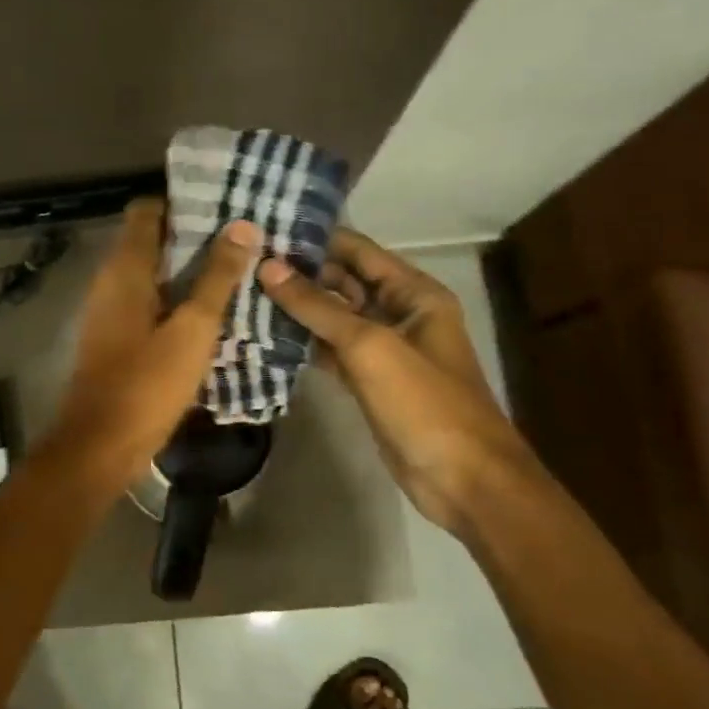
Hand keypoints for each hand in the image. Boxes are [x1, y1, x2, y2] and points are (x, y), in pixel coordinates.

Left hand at [45, 199, 260, 491]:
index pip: (146, 210)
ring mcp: (111, 311)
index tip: (223, 206)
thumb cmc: (147, 383)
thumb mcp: (193, 328)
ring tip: (238, 269)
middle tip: (243, 237)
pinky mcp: (117, 337)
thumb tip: (243, 226)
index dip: (183, 203)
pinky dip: (177, 299)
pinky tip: (214, 311)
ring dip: (189, 270)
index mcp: (124, 268)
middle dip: (194, 236)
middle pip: (152, 240)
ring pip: (153, 274)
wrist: (101, 446)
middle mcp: (111, 281)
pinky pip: (150, 302)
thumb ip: (217, 277)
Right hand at [257, 229, 534, 531]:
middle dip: (299, 273)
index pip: (358, 251)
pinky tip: (265, 334)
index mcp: (413, 293)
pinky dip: (303, 342)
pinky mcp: (368, 380)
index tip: (266, 229)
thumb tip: (268, 267)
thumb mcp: (369, 346)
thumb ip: (317, 306)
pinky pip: (330, 349)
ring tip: (245, 292)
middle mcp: (399, 313)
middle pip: (343, 282)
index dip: (315, 239)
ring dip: (296, 308)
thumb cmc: (424, 402)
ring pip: (333, 317)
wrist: (463, 479)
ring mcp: (383, 349)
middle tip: (245, 263)